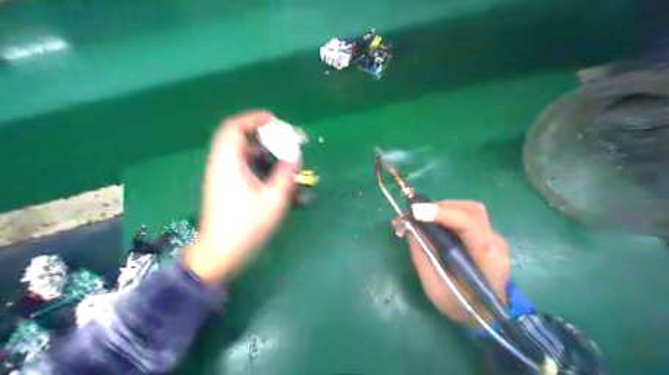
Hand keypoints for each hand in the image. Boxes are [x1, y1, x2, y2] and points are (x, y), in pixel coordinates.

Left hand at [184, 112, 295, 283]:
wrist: (220, 253)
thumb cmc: (246, 226)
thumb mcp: (273, 200)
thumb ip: (285, 174)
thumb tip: (294, 157)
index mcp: (228, 164)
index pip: (234, 128)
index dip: (252, 119)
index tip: (273, 119)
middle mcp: (220, 165)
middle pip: (235, 137)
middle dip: (259, 132)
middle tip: (280, 136)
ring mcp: (220, 176)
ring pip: (237, 151)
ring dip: (258, 147)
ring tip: (280, 152)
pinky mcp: (223, 186)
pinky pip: (238, 163)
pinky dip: (254, 160)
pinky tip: (270, 170)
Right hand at [394, 201, 510, 322]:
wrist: (488, 317)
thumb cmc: (461, 305)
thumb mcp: (435, 287)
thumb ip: (422, 255)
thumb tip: (410, 227)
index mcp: (487, 256)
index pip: (468, 223)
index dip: (441, 213)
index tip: (415, 212)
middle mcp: (495, 241)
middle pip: (470, 209)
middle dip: (439, 207)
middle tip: (414, 214)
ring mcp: (494, 236)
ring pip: (469, 209)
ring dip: (443, 208)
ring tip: (422, 217)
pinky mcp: (487, 236)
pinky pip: (468, 216)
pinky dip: (448, 213)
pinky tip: (434, 222)